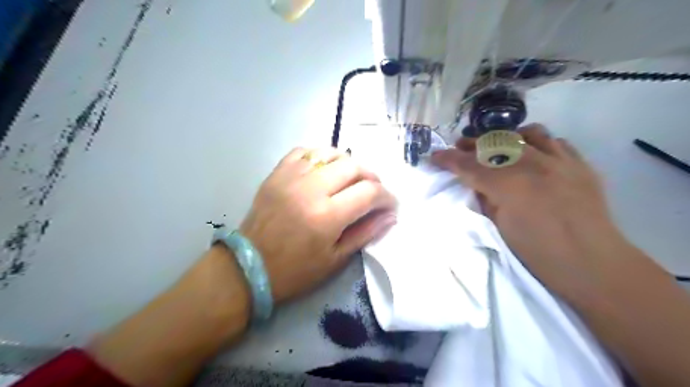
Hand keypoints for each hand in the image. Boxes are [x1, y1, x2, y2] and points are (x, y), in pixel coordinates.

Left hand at [240, 146, 396, 303]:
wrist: (249, 266)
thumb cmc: (295, 271)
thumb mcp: (335, 260)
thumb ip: (366, 233)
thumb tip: (390, 216)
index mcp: (327, 216)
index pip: (370, 192)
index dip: (387, 197)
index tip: (390, 205)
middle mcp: (311, 189)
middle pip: (354, 166)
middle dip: (372, 177)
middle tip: (374, 191)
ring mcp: (291, 177)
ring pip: (331, 153)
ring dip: (348, 163)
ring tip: (351, 179)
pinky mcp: (277, 173)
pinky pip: (305, 151)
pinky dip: (321, 156)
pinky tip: (325, 170)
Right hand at [432, 124, 628, 293]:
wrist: (591, 263)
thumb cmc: (538, 252)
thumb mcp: (499, 227)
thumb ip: (485, 199)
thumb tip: (476, 184)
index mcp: (508, 185)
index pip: (469, 165)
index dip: (448, 159)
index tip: (434, 156)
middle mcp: (533, 165)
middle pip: (495, 143)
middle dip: (472, 143)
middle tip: (459, 146)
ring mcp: (560, 161)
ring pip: (528, 133)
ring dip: (507, 137)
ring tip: (498, 145)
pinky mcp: (579, 164)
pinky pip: (556, 142)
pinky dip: (538, 143)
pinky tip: (532, 154)